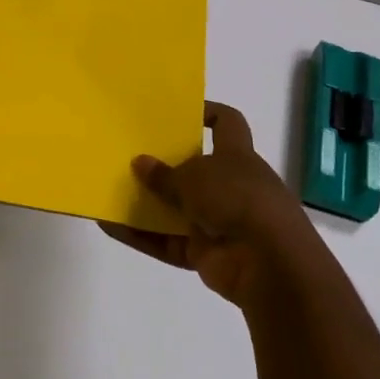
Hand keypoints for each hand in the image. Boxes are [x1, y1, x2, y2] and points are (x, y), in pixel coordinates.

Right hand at [100, 102, 313, 309]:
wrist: (270, 265)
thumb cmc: (237, 200)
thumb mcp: (194, 177)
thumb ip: (164, 173)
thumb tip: (140, 163)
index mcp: (237, 156)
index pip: (227, 124)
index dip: (206, 113)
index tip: (175, 113)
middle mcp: (231, 187)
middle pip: (194, 170)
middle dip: (163, 165)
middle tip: (128, 155)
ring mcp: (219, 222)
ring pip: (176, 208)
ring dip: (146, 203)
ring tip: (110, 190)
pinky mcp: (206, 254)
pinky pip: (166, 241)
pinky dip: (141, 236)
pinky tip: (109, 225)